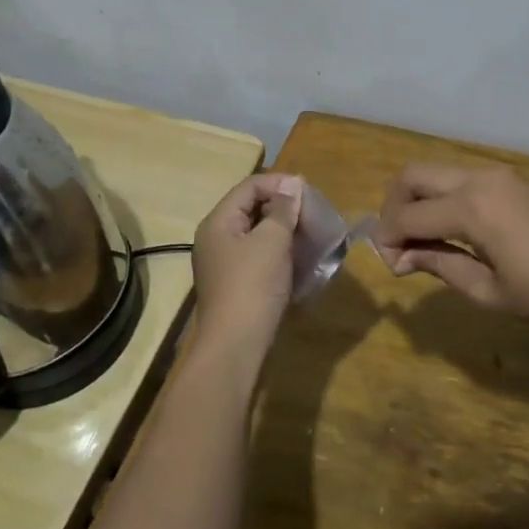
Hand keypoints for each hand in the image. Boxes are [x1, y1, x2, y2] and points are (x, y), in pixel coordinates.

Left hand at [190, 172, 303, 351]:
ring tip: (310, 232)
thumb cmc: (253, 285)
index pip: (249, 186)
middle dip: (282, 206)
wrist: (235, 345)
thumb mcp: (272, 241)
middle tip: (312, 211)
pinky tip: (299, 257)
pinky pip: (258, 255)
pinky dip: (278, 251)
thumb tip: (292, 186)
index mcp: (218, 222)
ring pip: (256, 233)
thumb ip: (283, 210)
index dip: (279, 183)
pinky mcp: (235, 284)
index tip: (308, 191)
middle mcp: (216, 238)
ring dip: (283, 229)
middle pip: (251, 208)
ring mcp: (224, 263)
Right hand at [373, 164, 528, 340]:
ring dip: (418, 200)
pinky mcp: (514, 181)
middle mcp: (479, 179)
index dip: (387, 239)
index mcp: (471, 208)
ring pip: (437, 173)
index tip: (389, 267)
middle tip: (397, 245)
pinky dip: (443, 198)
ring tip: (423, 243)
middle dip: (393, 207)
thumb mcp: (490, 292)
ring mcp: (500, 176)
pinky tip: (452, 233)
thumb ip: (440, 265)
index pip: (407, 215)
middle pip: (413, 175)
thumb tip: (401, 257)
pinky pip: (462, 180)